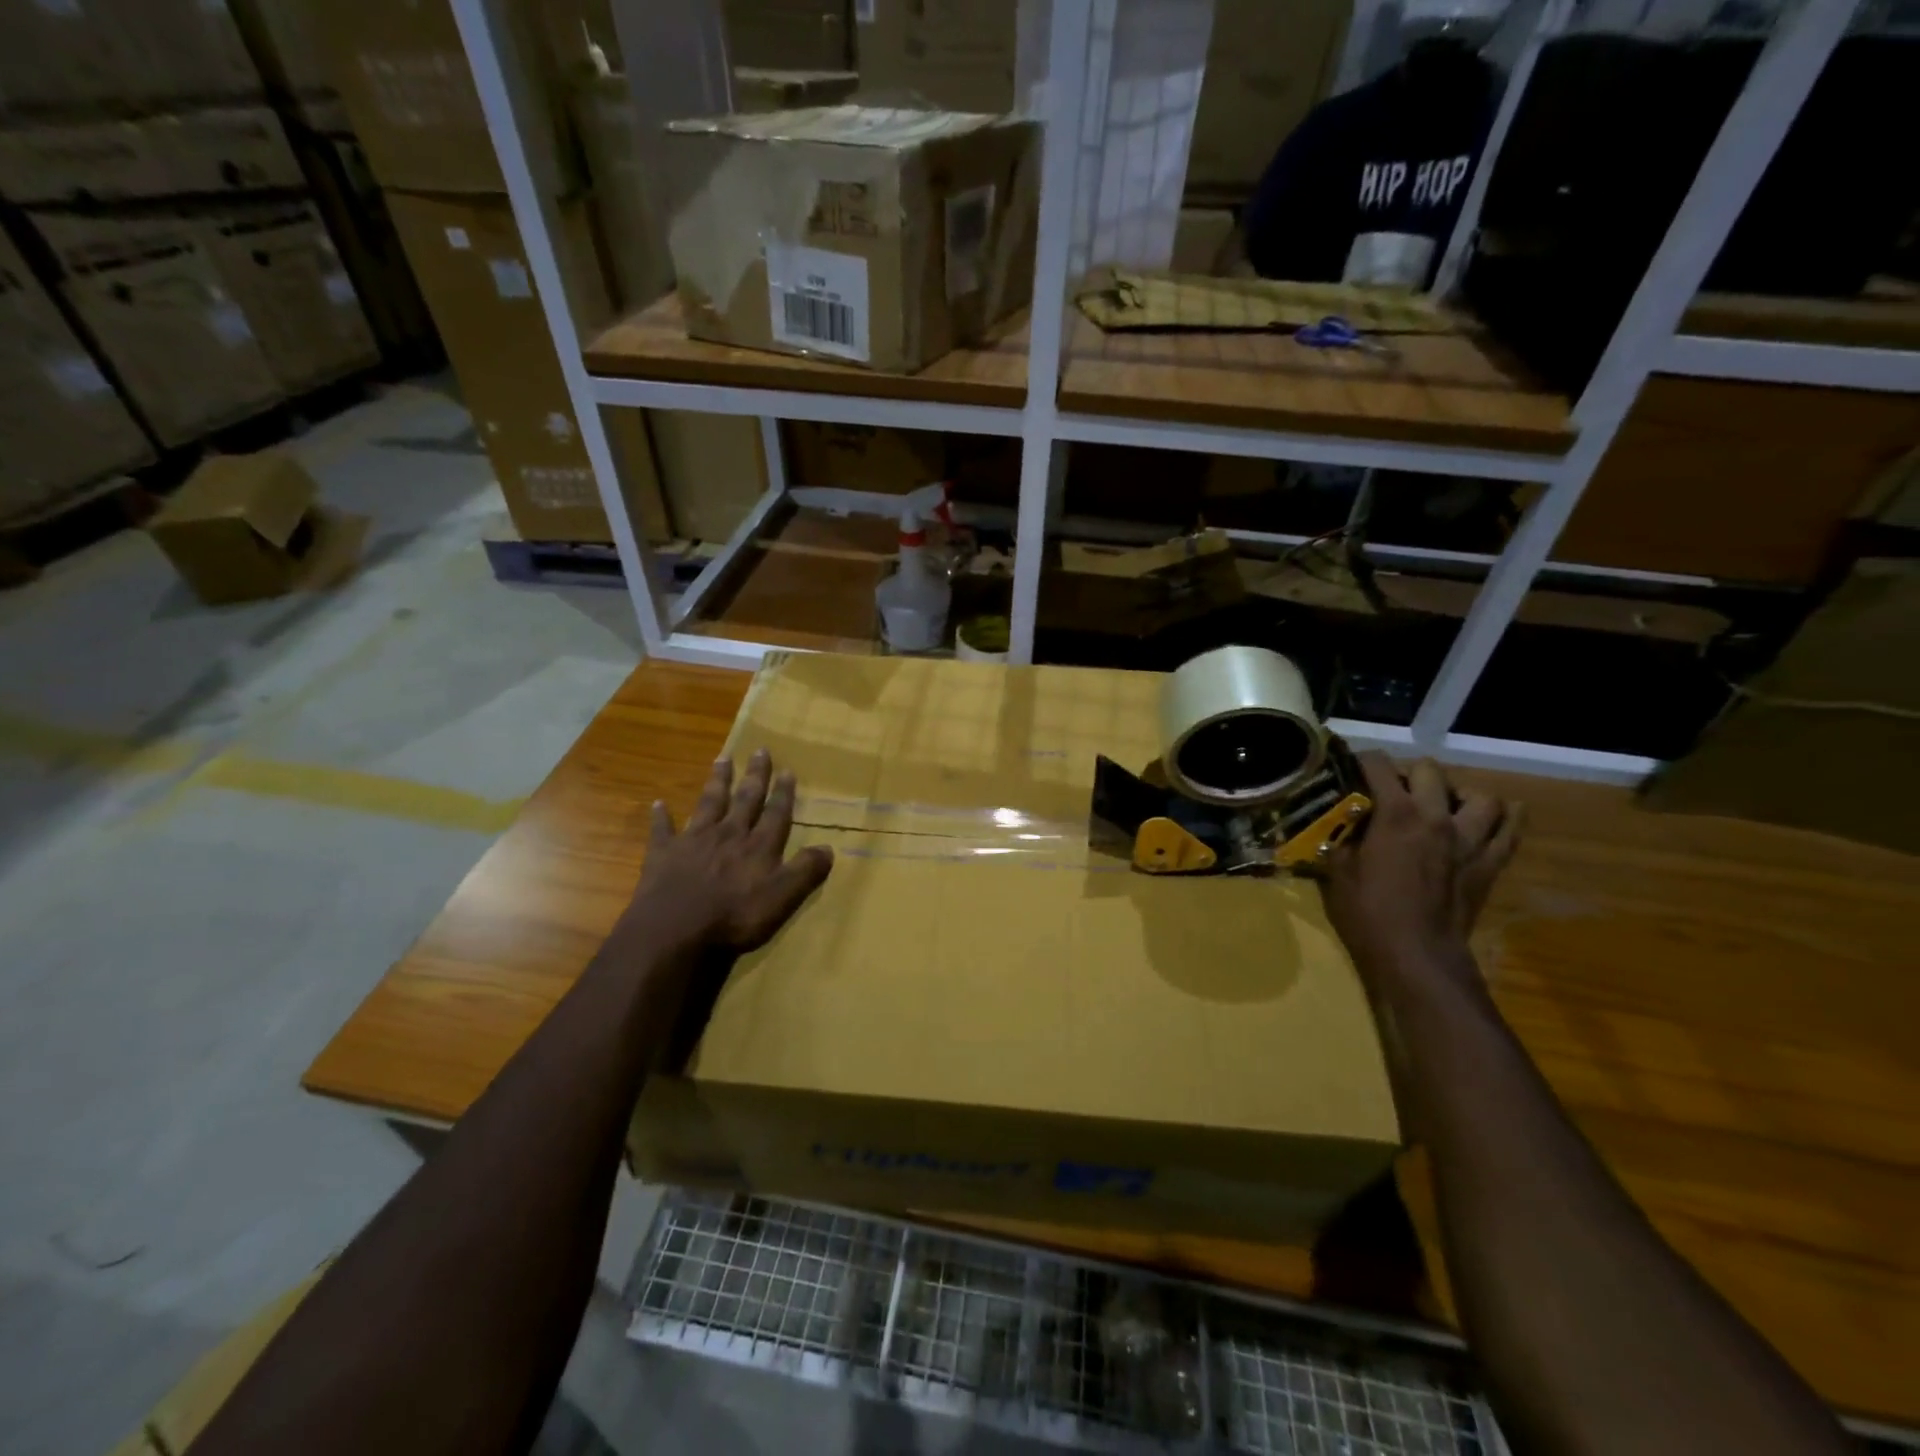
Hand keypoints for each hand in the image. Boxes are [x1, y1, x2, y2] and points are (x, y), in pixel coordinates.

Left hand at [628, 750, 833, 954]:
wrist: (673, 932)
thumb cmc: (734, 919)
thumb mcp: (782, 899)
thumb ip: (805, 872)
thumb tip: (828, 847)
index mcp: (758, 847)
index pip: (776, 814)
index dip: (783, 793)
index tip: (787, 770)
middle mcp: (728, 835)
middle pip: (745, 800)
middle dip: (755, 776)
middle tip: (759, 750)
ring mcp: (694, 841)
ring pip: (708, 804)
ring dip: (717, 782)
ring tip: (722, 759)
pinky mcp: (663, 854)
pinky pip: (662, 830)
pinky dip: (661, 816)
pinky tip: (658, 804)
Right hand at [1323, 754, 1520, 976]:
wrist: (1417, 955)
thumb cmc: (1369, 912)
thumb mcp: (1339, 872)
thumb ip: (1344, 840)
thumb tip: (1344, 828)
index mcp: (1395, 814)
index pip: (1379, 766)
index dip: (1363, 760)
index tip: (1352, 765)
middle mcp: (1436, 817)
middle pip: (1430, 771)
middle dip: (1409, 773)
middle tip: (1395, 789)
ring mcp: (1469, 840)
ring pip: (1481, 796)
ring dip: (1460, 795)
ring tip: (1445, 805)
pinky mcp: (1489, 864)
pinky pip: (1511, 831)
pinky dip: (1505, 818)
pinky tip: (1493, 817)